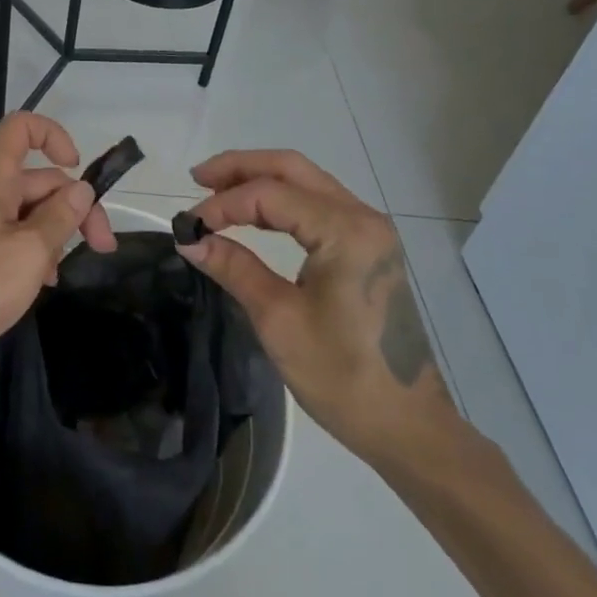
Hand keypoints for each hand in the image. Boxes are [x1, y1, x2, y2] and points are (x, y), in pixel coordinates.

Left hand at [0, 114, 116, 397]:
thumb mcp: (30, 252)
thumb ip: (61, 216)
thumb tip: (81, 188)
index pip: (22, 127)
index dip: (54, 136)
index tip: (78, 169)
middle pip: (38, 178)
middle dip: (73, 205)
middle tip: (103, 246)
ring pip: (29, 210)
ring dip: (54, 233)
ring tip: (60, 273)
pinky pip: (13, 235)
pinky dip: (34, 251)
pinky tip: (44, 282)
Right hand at [180, 151, 459, 470]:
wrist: (409, 427)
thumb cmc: (343, 377)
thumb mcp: (279, 320)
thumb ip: (233, 268)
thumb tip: (188, 239)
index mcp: (346, 232)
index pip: (271, 194)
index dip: (224, 203)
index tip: (189, 225)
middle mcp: (362, 217)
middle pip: (292, 169)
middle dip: (241, 168)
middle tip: (197, 180)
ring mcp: (369, 231)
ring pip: (306, 181)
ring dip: (260, 181)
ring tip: (215, 191)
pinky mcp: (368, 248)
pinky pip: (318, 205)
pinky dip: (281, 201)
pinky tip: (253, 216)